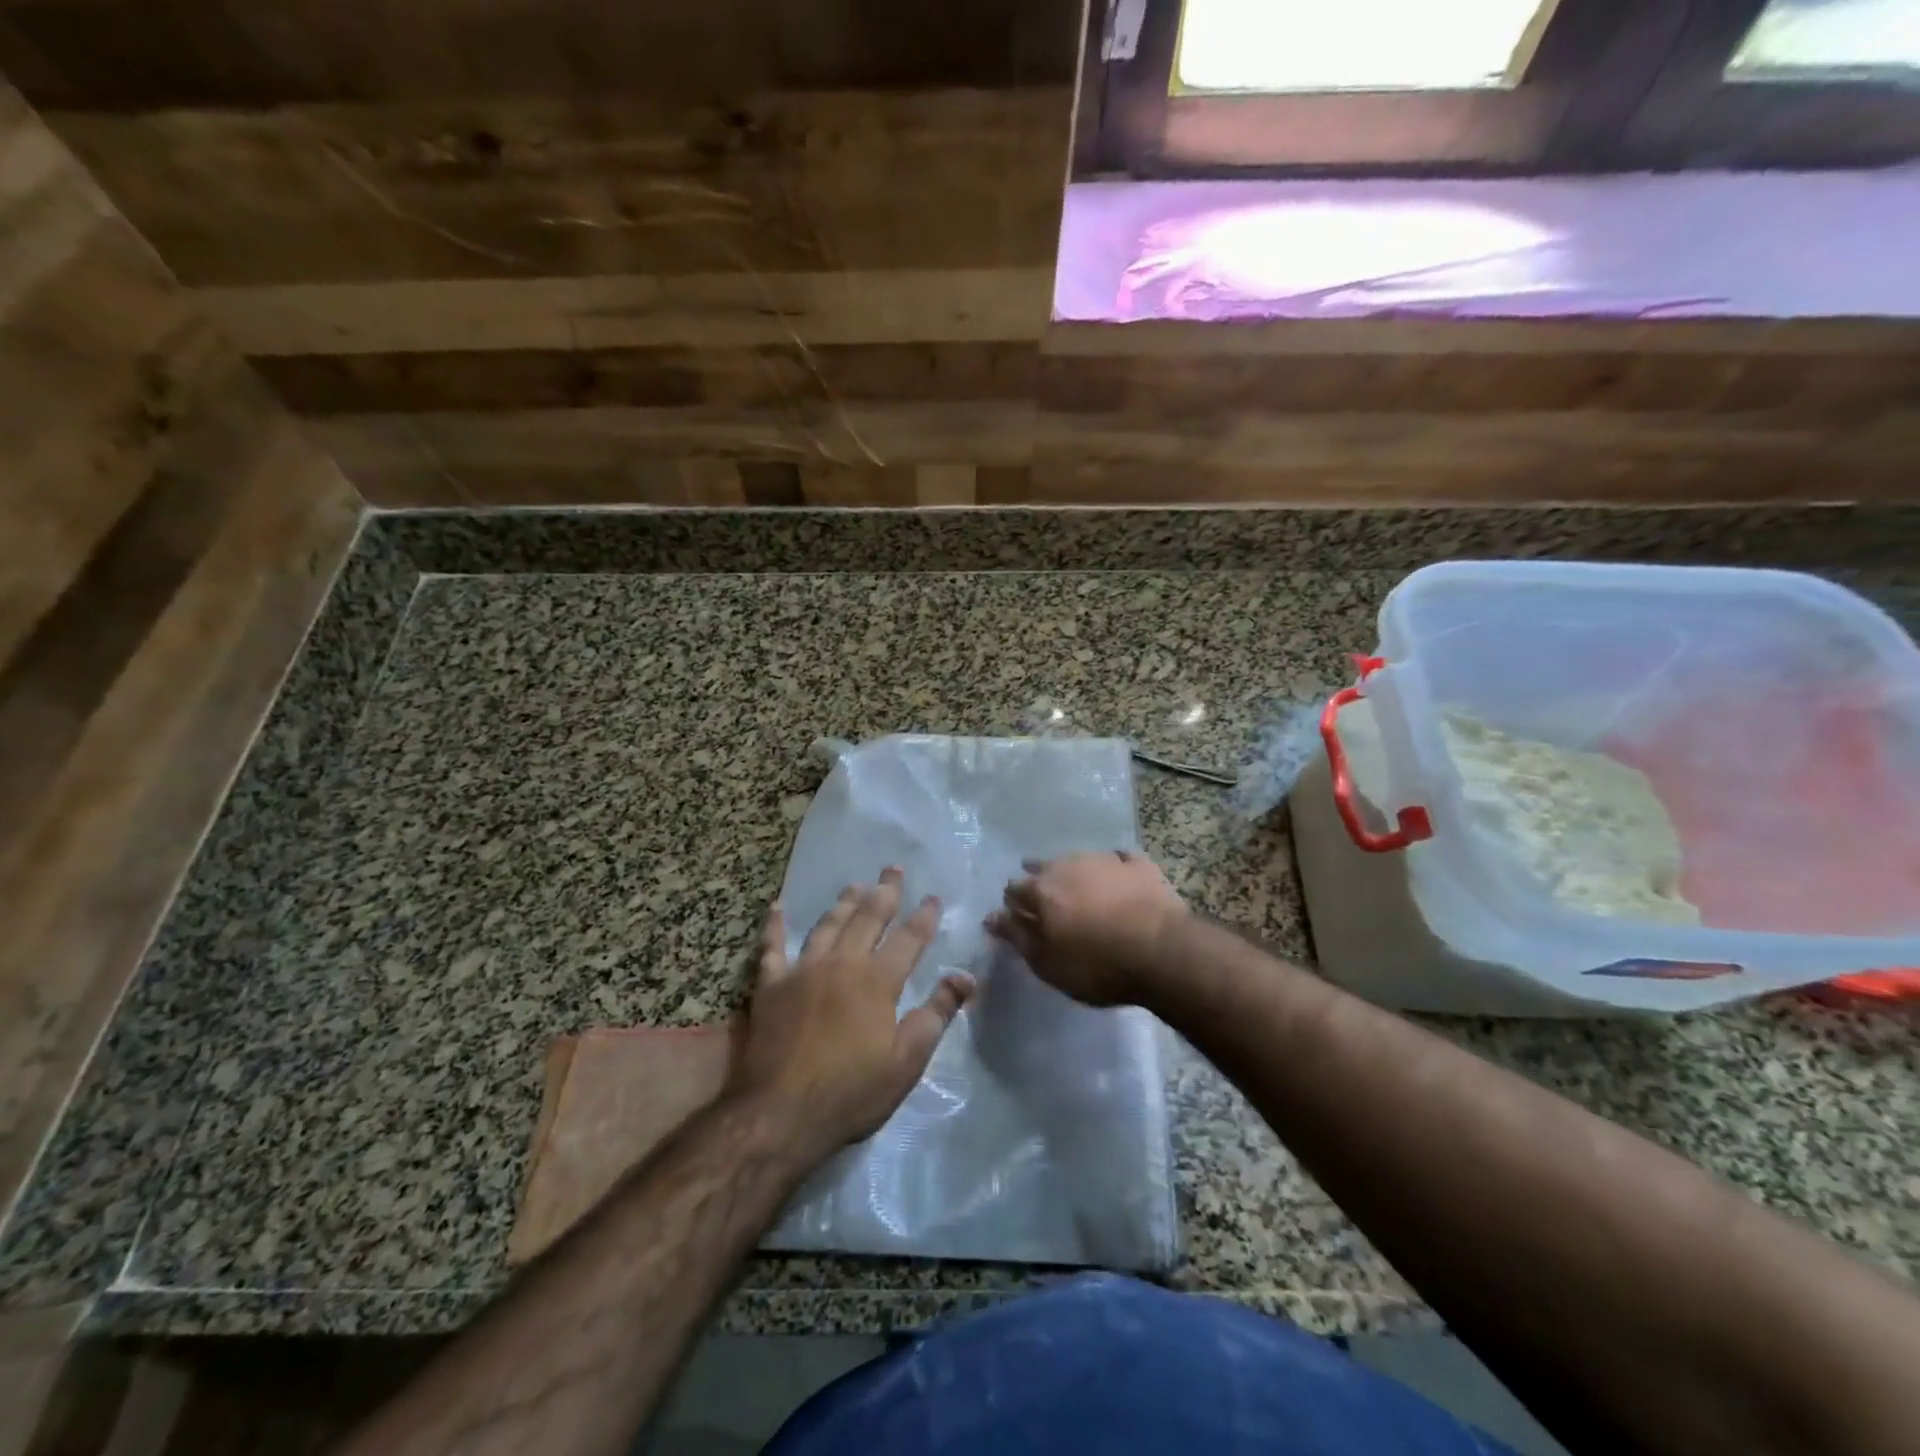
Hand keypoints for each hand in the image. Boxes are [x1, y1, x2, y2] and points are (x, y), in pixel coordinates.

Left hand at [730, 867, 973, 1159]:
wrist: (780, 1114)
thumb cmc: (851, 1092)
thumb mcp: (907, 1061)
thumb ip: (936, 1014)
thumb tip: (966, 977)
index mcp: (878, 981)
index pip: (908, 939)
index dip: (924, 917)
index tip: (933, 897)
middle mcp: (842, 964)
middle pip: (867, 918)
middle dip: (884, 892)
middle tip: (893, 868)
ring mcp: (802, 971)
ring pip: (827, 925)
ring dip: (843, 902)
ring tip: (855, 884)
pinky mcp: (770, 986)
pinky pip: (772, 947)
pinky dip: (774, 926)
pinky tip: (777, 907)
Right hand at [985, 851, 1186, 1006]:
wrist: (1163, 952)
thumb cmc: (1098, 966)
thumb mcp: (1049, 964)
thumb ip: (1018, 937)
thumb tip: (993, 917)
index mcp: (1042, 889)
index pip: (1013, 889)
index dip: (1012, 905)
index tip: (1018, 919)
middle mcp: (1068, 864)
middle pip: (1043, 868)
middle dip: (1039, 883)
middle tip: (1048, 906)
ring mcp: (1105, 859)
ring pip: (1078, 860)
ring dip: (1073, 874)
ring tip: (1080, 893)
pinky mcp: (1139, 863)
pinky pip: (1118, 860)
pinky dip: (1112, 869)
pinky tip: (1117, 879)